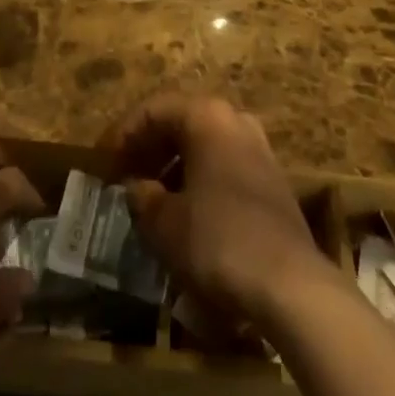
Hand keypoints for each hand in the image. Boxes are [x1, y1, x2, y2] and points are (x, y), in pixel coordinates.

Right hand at [102, 93, 330, 326]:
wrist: (291, 286)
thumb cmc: (218, 240)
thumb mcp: (165, 223)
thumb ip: (144, 198)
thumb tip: (137, 188)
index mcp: (207, 116)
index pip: (154, 109)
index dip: (124, 133)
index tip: (103, 161)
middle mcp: (235, 120)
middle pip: (182, 122)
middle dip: (150, 148)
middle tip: (124, 175)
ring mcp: (259, 149)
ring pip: (205, 145)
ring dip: (174, 166)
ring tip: (151, 198)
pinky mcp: (272, 181)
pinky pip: (224, 166)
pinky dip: (199, 180)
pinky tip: (186, 213)